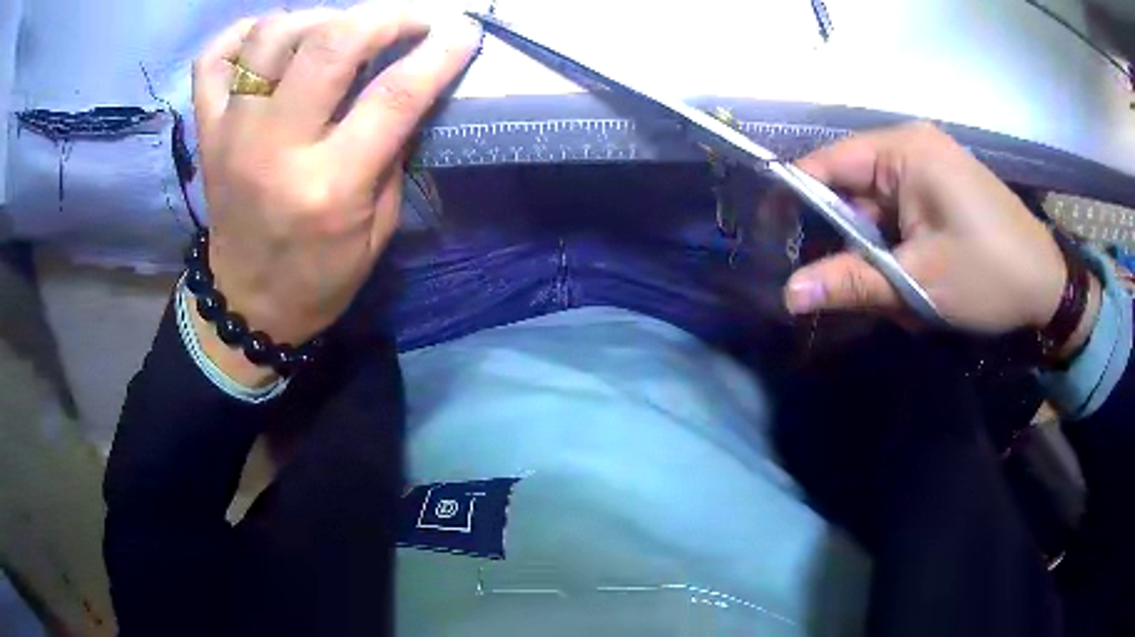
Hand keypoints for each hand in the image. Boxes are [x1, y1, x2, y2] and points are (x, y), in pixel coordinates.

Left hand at [190, 5, 480, 381]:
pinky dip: (242, 34)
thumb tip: (411, 87)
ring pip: (272, 36)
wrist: (246, 304)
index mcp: (329, 186)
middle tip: (407, 20)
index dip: (438, 53)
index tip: (461, 32)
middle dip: (383, 16)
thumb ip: (392, 154)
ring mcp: (232, 134)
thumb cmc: (319, 276)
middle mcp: (275, 148)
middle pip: (330, 45)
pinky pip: (213, 59)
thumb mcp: (378, 229)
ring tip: (337, 32)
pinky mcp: (207, 132)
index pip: (394, 96)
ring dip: (316, 19)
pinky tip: (271, 39)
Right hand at [783, 122, 1084, 337]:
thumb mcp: (920, 283)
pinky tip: (916, 281)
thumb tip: (789, 294)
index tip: (774, 241)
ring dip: (879, 253)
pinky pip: (900, 214)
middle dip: (851, 241)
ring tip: (898, 294)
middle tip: (852, 289)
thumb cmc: (990, 276)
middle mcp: (912, 147)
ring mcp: (929, 166)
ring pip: (877, 208)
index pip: (828, 164)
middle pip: (852, 188)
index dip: (795, 200)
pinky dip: (899, 250)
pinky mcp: (941, 188)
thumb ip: (852, 282)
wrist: (1048, 287)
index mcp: (904, 151)